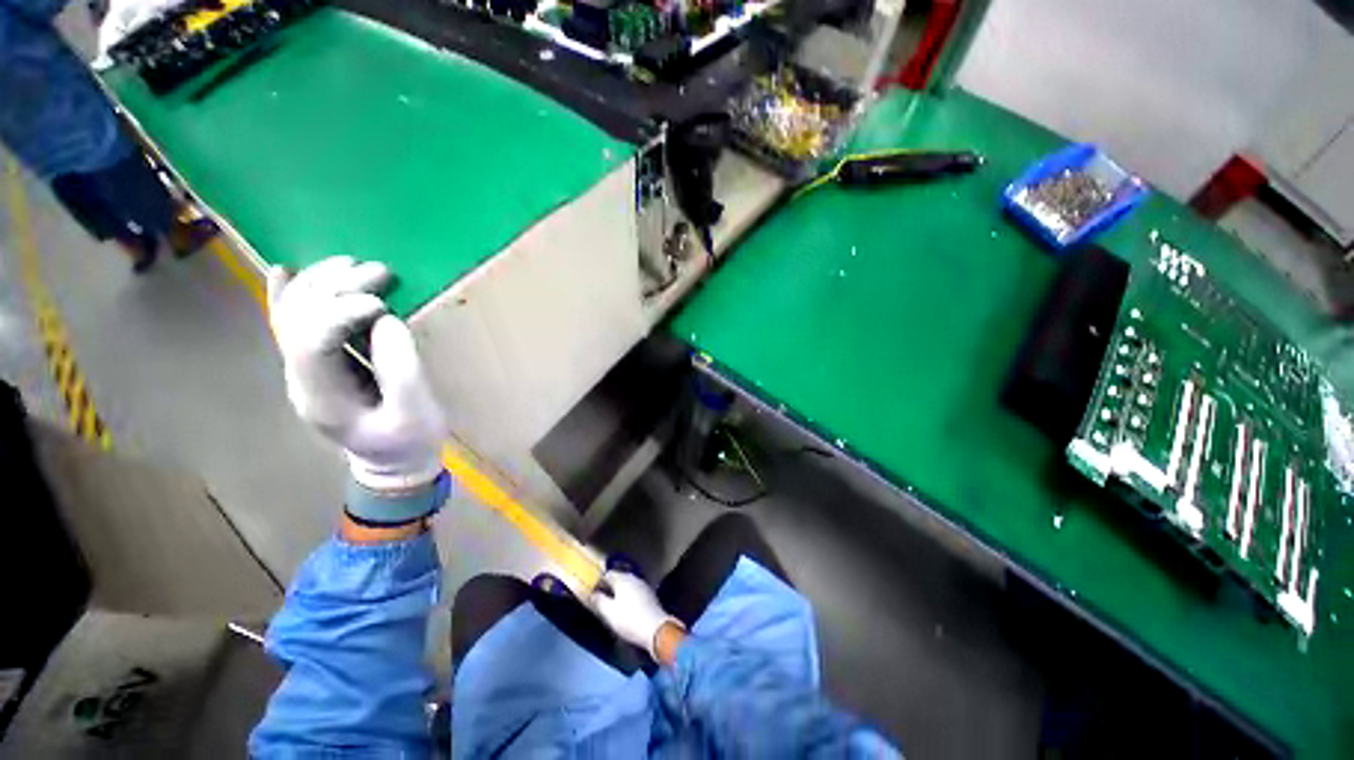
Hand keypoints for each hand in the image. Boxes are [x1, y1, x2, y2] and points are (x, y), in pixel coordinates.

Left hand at [268, 257, 445, 495]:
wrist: (393, 462)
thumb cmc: (407, 442)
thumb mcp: (415, 414)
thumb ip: (401, 371)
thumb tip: (387, 321)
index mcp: (322, 397)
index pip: (310, 343)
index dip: (340, 314)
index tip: (381, 304)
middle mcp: (300, 377)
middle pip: (298, 321)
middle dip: (335, 289)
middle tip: (380, 272)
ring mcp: (303, 369)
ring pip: (293, 315)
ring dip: (320, 283)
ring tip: (355, 264)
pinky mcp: (318, 362)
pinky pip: (293, 323)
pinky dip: (289, 295)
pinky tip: (287, 271)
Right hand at [590, 570, 682, 661]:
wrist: (656, 628)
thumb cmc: (629, 620)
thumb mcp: (609, 613)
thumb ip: (599, 601)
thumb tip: (593, 593)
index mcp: (622, 579)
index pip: (608, 574)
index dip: (599, 582)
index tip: (593, 593)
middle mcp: (634, 578)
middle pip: (619, 578)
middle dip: (610, 586)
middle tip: (602, 599)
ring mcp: (643, 585)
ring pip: (628, 584)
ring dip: (620, 592)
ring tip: (614, 604)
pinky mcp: (650, 594)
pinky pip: (635, 591)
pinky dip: (629, 596)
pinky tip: (628, 607)